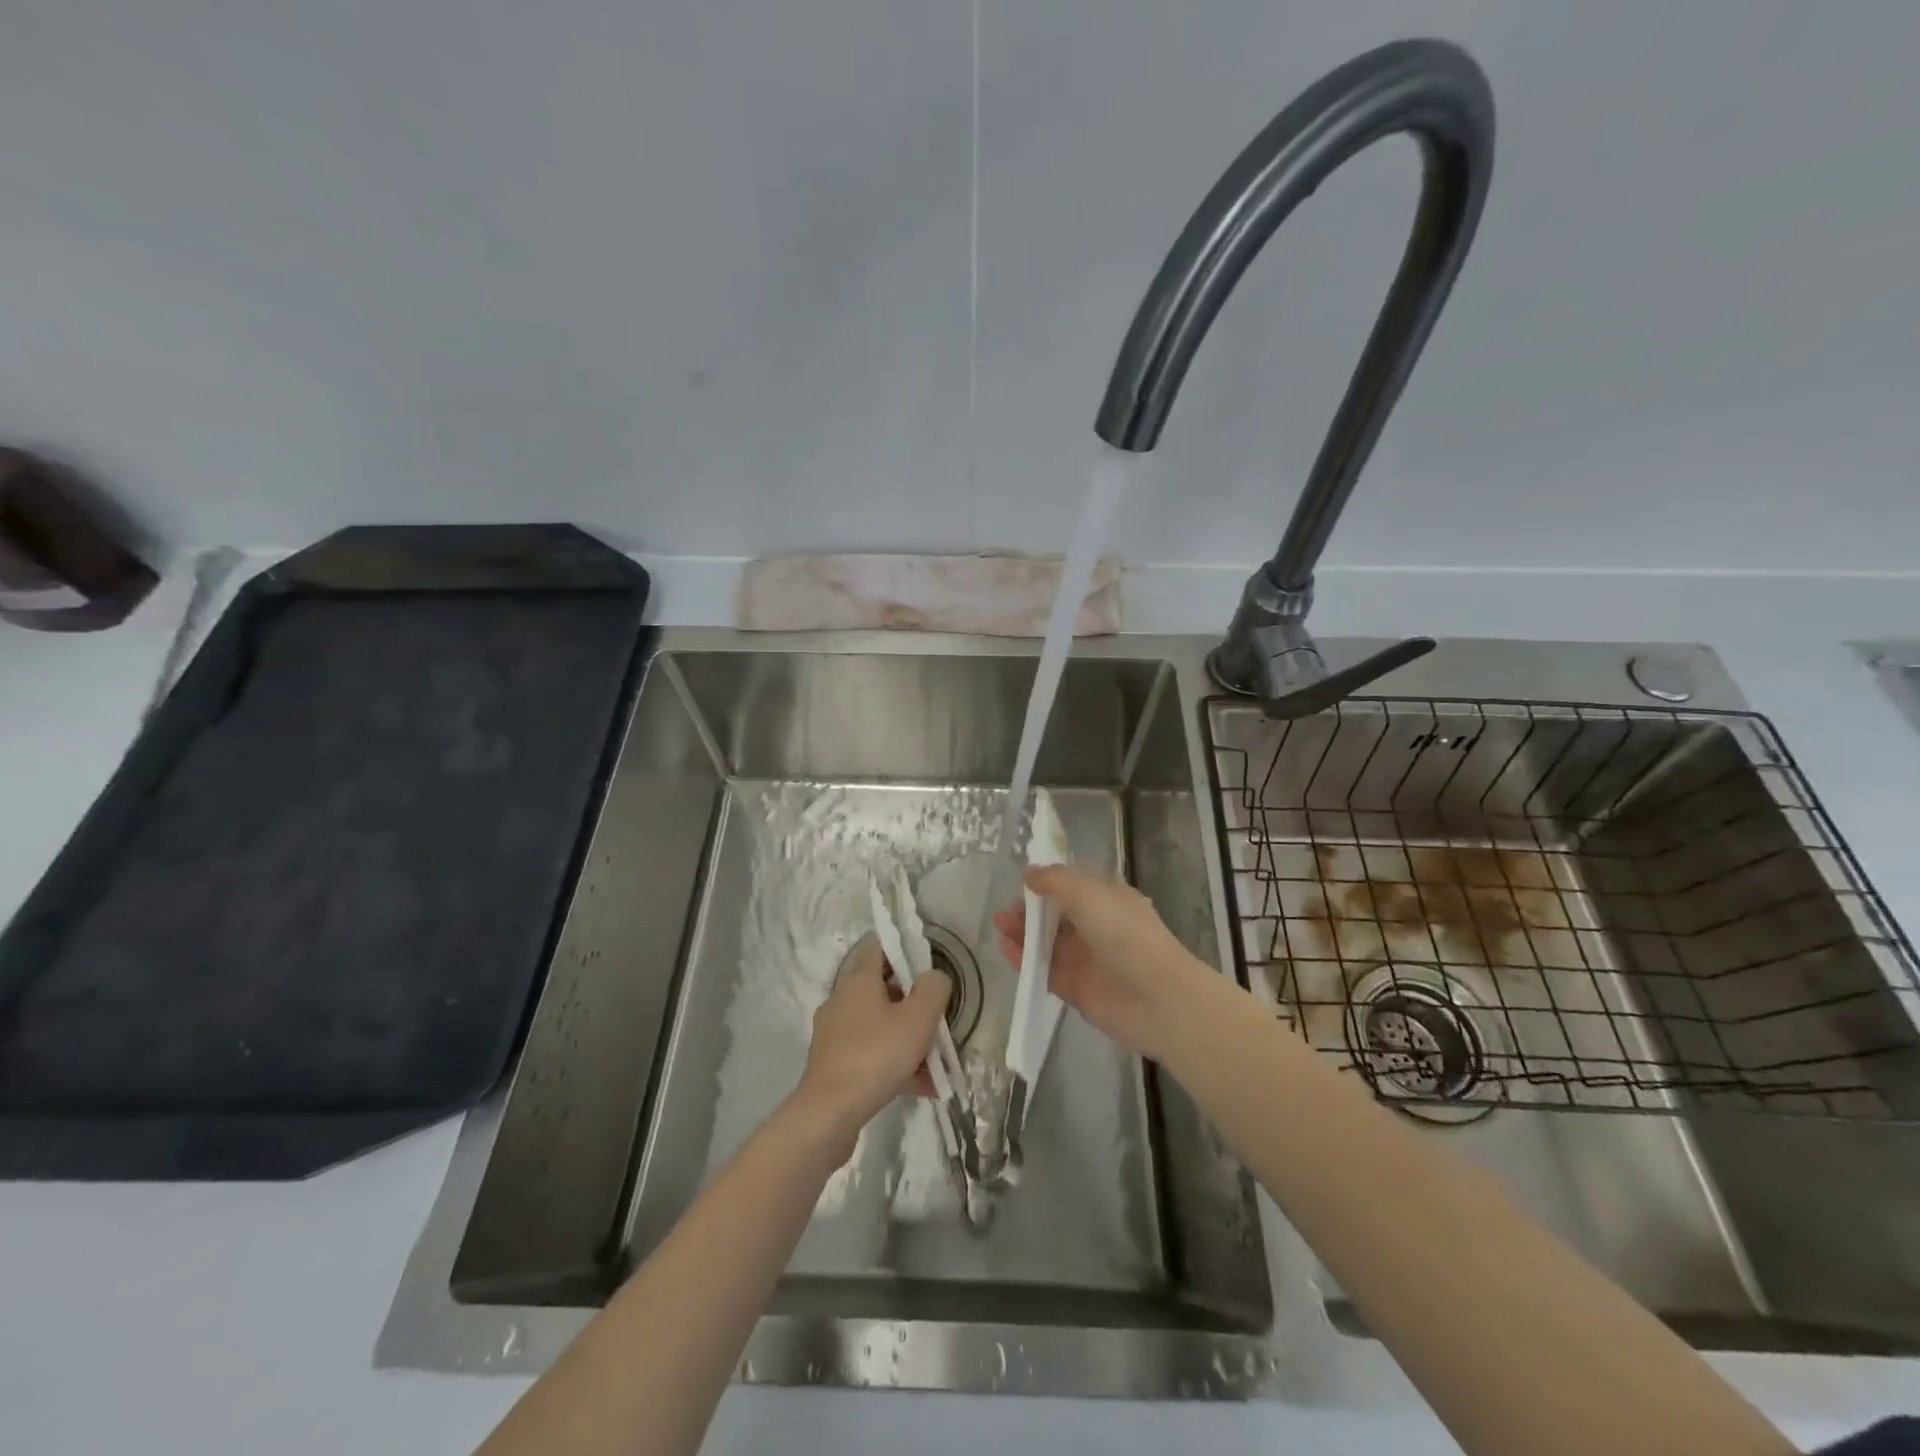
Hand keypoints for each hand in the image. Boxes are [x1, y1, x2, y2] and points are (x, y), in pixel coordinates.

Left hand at [793, 938, 949, 1151]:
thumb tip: (934, 977)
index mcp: (858, 980)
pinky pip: (873, 1053)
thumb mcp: (918, 1018)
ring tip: (938, 1060)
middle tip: (938, 1014)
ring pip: (880, 1025)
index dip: (904, 947)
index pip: (879, 946)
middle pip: (882, 988)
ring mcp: (837, 1034)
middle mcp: (842, 1000)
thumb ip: (933, 989)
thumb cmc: (876, 1056)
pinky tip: (923, 1086)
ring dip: (908, 1037)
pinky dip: (896, 1063)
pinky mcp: (836, 1064)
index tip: (928, 961)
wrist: (829, 1114)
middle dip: (913, 1000)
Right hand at [995, 864, 1213, 1064]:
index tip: (1022, 879)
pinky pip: (1045, 969)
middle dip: (1032, 908)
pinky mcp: (1076, 988)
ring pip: (1049, 941)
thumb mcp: (1087, 893)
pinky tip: (1005, 949)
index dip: (1049, 880)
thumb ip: (1054, 880)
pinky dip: (1025, 959)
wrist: (1156, 998)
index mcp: (1108, 898)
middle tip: (1006, 908)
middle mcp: (1098, 926)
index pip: (1074, 884)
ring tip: (999, 925)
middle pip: (1058, 914)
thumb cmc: (1124, 933)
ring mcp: (1087, 958)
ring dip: (1024, 932)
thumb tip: (1029, 872)